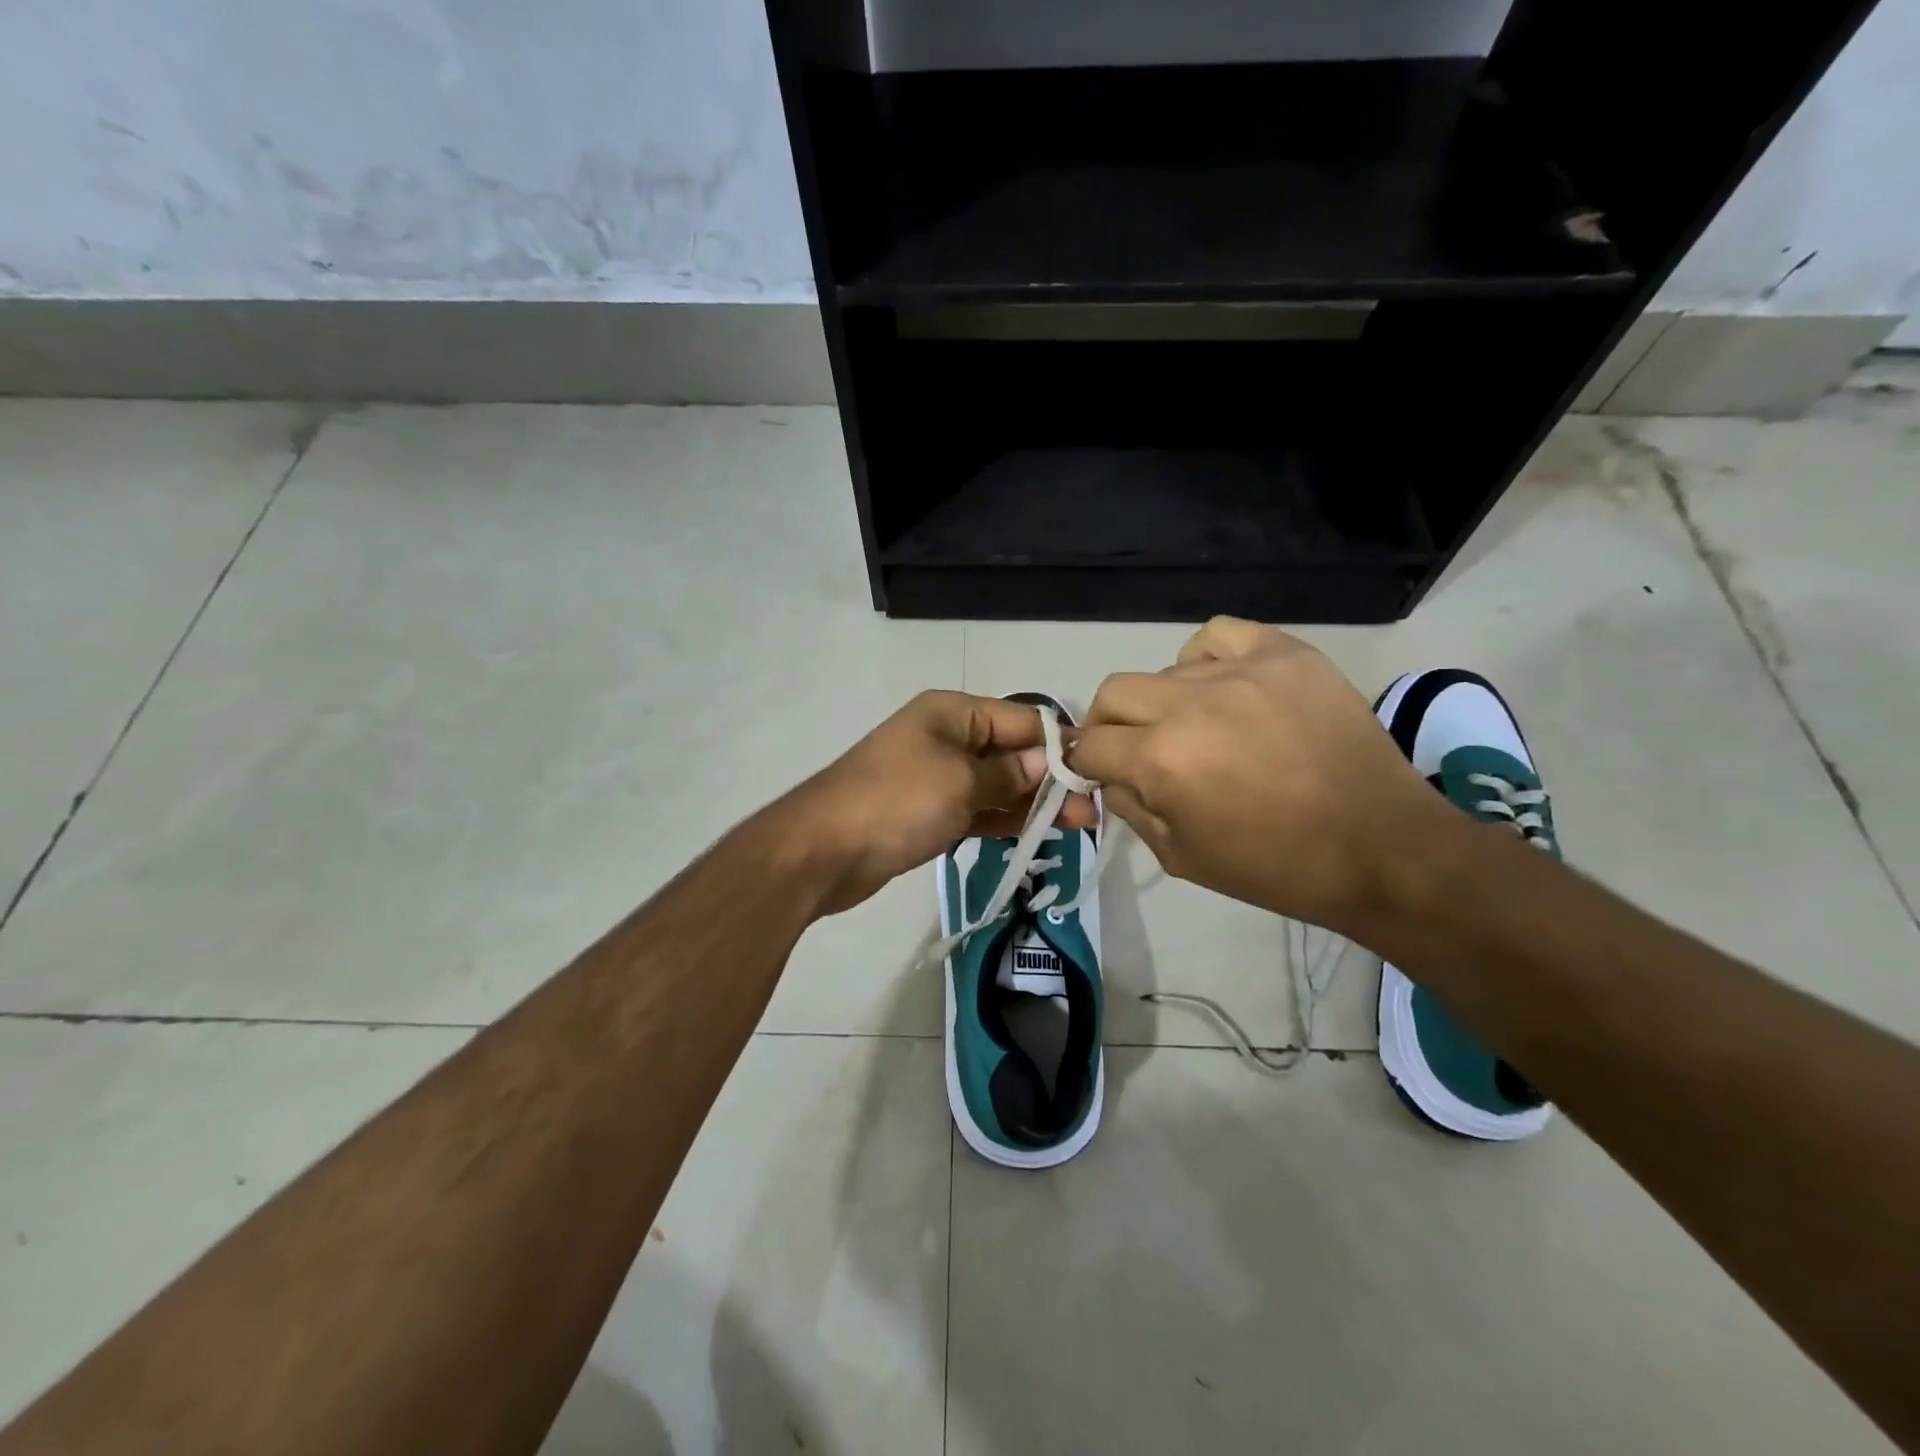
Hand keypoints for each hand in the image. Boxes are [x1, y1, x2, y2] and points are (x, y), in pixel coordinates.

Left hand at [777, 691, 1095, 916]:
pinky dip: (1003, 819)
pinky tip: (1036, 833)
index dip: (1059, 744)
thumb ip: (1009, 774)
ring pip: (996, 785)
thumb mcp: (961, 782)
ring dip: (1032, 803)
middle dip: (1050, 778)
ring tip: (1078, 825)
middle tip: (1092, 810)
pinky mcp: (928, 812)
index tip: (1096, 771)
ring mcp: (936, 776)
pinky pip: (976, 809)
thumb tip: (1050, 763)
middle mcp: (946, 737)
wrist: (823, 850)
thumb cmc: (897, 802)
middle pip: (1011, 752)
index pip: (1021, 719)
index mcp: (953, 713)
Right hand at [1068, 617, 1456, 934]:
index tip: (1099, 773)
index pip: (1088, 745)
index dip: (1085, 763)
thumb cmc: (1276, 868)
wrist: (1381, 849)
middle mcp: (1189, 704)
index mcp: (1160, 760)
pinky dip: (1205, 659)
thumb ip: (1130, 808)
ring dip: (1165, 703)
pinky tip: (1223, 686)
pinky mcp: (1285, 654)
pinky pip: (1219, 635)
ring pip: (1166, 670)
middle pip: (1113, 693)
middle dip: (1110, 726)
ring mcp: (1241, 671)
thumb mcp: (1180, 856)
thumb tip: (1109, 776)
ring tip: (1199, 727)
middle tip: (1136, 750)